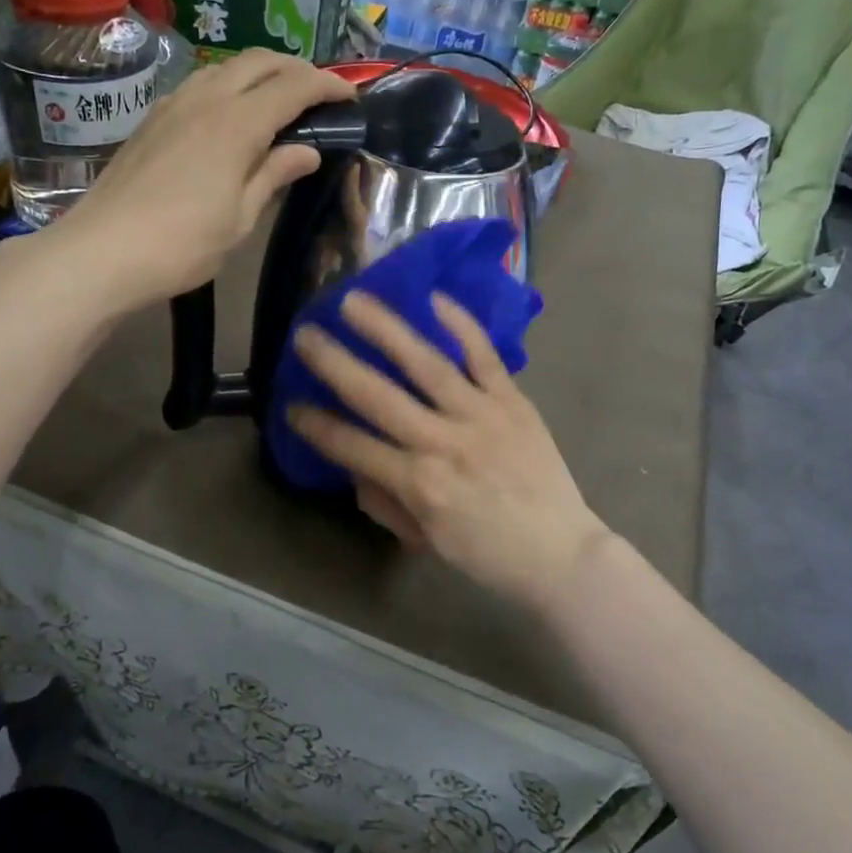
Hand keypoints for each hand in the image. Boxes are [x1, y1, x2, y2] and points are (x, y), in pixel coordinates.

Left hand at [60, 48, 355, 307]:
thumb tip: (306, 151)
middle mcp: (206, 99)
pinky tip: (231, 113)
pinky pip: (200, 84)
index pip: (293, 86)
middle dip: (295, 68)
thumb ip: (273, 176)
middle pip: (259, 62)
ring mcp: (173, 105)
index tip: (350, 96)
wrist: (103, 251)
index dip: (327, 85)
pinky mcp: (152, 119)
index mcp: (236, 124)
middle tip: (318, 92)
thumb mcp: (240, 219)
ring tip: (278, 98)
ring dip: (259, 72)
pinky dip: (229, 86)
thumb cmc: (182, 244)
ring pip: (225, 67)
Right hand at [286, 289, 609, 610]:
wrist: (561, 552)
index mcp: (419, 484)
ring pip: (426, 365)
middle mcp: (443, 443)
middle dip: (335, 364)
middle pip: (378, 396)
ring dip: (386, 330)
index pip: (353, 447)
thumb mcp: (425, 540)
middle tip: (305, 333)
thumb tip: (356, 466)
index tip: (290, 404)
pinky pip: (484, 357)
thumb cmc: (487, 554)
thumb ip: (384, 501)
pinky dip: (461, 326)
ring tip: (354, 301)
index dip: (316, 425)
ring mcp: (481, 415)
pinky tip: (433, 298)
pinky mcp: (513, 401)